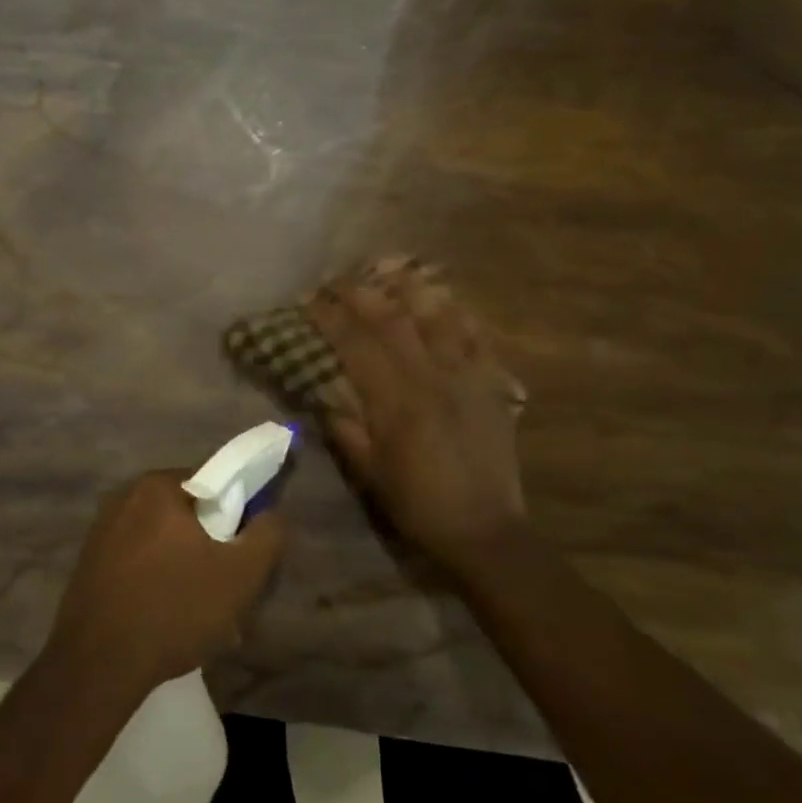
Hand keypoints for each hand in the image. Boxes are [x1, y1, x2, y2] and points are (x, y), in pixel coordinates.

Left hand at [49, 470, 286, 694]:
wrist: (97, 665)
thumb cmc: (174, 609)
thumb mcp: (241, 575)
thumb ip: (267, 535)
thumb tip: (270, 514)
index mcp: (158, 486)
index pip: (214, 484)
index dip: (236, 517)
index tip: (242, 555)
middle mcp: (125, 497)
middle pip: (187, 515)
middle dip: (210, 548)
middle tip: (224, 590)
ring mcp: (101, 531)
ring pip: (162, 542)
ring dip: (184, 569)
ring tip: (197, 614)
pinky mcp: (89, 563)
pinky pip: (138, 563)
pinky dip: (156, 582)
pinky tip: (165, 620)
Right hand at [308, 261, 528, 581]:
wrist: (485, 530)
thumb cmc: (418, 504)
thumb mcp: (370, 473)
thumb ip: (346, 429)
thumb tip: (323, 395)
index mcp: (396, 402)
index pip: (355, 344)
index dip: (330, 317)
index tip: (310, 299)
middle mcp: (431, 378)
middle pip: (393, 319)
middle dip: (361, 292)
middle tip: (338, 279)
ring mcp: (466, 377)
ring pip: (439, 316)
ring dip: (412, 289)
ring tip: (391, 272)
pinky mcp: (491, 385)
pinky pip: (476, 337)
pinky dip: (458, 314)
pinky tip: (445, 300)